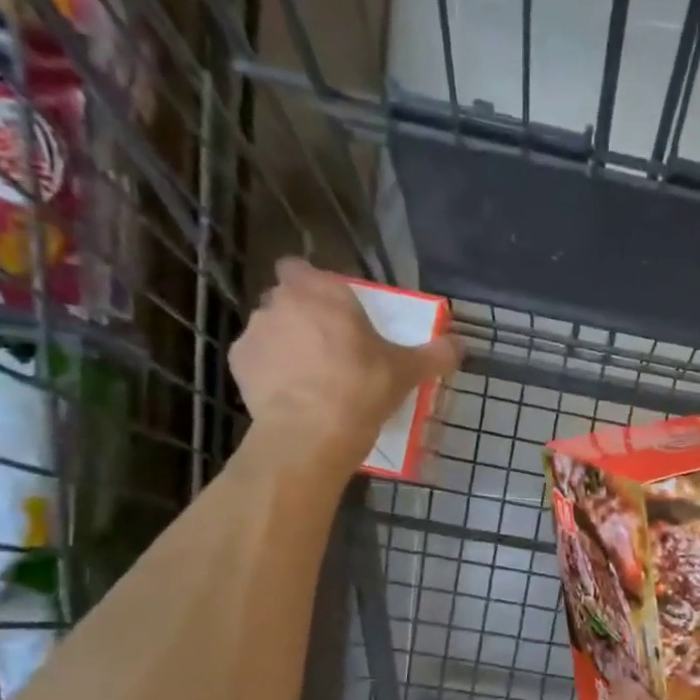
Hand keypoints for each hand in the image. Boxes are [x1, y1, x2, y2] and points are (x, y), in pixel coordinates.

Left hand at [230, 260, 460, 464]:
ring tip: (309, 376)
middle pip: (287, 299)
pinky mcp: (238, 363)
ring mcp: (256, 331)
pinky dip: (270, 371)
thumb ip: (435, 354)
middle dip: (302, 316)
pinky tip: (290, 393)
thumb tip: (460, 345)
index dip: (313, 285)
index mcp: (322, 292)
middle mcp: (281, 302)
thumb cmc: (363, 388)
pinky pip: (256, 359)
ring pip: (270, 329)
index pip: (300, 267)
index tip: (332, 310)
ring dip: (285, 344)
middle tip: (329, 346)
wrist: (311, 431)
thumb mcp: (408, 371)